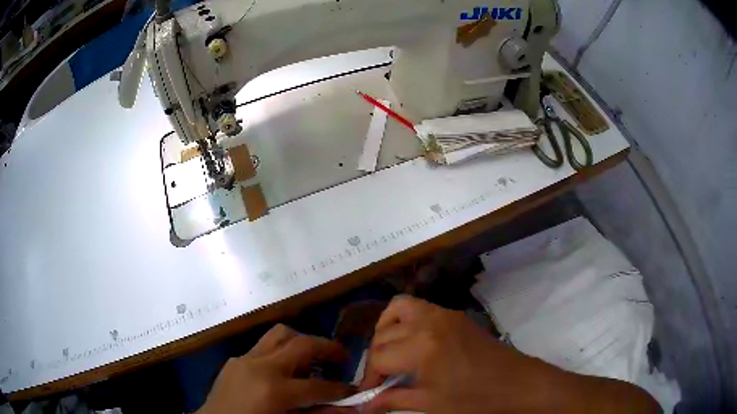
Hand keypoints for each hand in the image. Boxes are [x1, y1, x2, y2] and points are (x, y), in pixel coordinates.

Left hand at [198, 324, 352, 413]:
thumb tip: (349, 407)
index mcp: (274, 391)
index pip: (319, 386)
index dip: (342, 389)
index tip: (355, 390)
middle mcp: (259, 367)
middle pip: (301, 344)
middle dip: (327, 348)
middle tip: (341, 356)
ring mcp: (244, 360)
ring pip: (279, 334)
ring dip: (301, 342)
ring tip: (312, 358)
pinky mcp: (235, 360)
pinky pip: (263, 347)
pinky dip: (280, 352)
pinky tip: (283, 371)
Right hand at [362, 296, 659, 413]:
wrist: (519, 384)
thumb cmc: (476, 400)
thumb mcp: (431, 405)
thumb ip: (393, 402)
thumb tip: (362, 407)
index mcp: (422, 347)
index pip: (379, 358)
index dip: (369, 378)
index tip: (368, 394)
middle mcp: (429, 322)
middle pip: (383, 335)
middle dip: (375, 358)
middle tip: (380, 380)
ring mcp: (444, 315)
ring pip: (398, 309)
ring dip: (385, 330)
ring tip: (388, 354)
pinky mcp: (455, 316)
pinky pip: (419, 308)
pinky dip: (404, 321)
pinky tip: (411, 344)